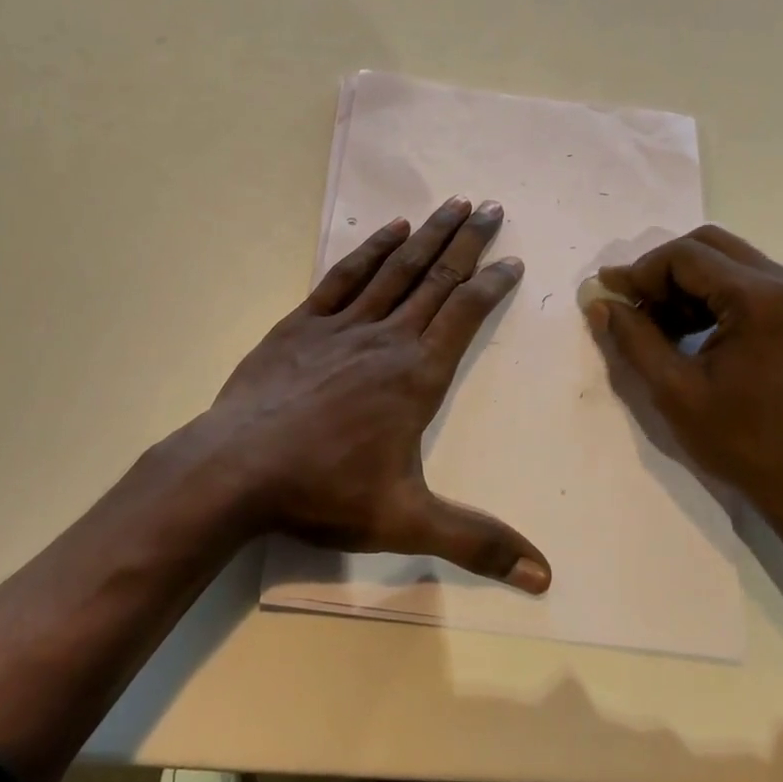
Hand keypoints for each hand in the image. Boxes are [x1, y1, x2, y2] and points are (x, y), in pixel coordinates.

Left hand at [178, 196, 550, 593]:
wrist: (238, 469)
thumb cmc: (324, 490)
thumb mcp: (406, 522)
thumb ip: (476, 542)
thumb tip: (544, 577)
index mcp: (416, 375)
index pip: (464, 314)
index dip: (492, 284)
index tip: (513, 259)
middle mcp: (386, 338)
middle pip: (435, 278)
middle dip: (467, 242)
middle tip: (491, 207)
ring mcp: (342, 325)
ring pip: (395, 269)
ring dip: (426, 235)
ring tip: (452, 204)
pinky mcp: (303, 323)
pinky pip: (344, 276)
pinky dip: (370, 250)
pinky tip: (388, 230)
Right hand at [585, 226, 782, 549]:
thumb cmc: (744, 443)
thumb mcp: (674, 391)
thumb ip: (633, 338)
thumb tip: (600, 302)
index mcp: (763, 299)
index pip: (686, 256)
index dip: (640, 271)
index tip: (610, 295)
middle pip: (710, 247)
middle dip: (663, 271)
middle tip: (633, 304)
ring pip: (730, 261)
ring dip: (687, 284)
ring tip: (658, 323)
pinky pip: (750, 283)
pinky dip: (714, 296)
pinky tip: (691, 331)